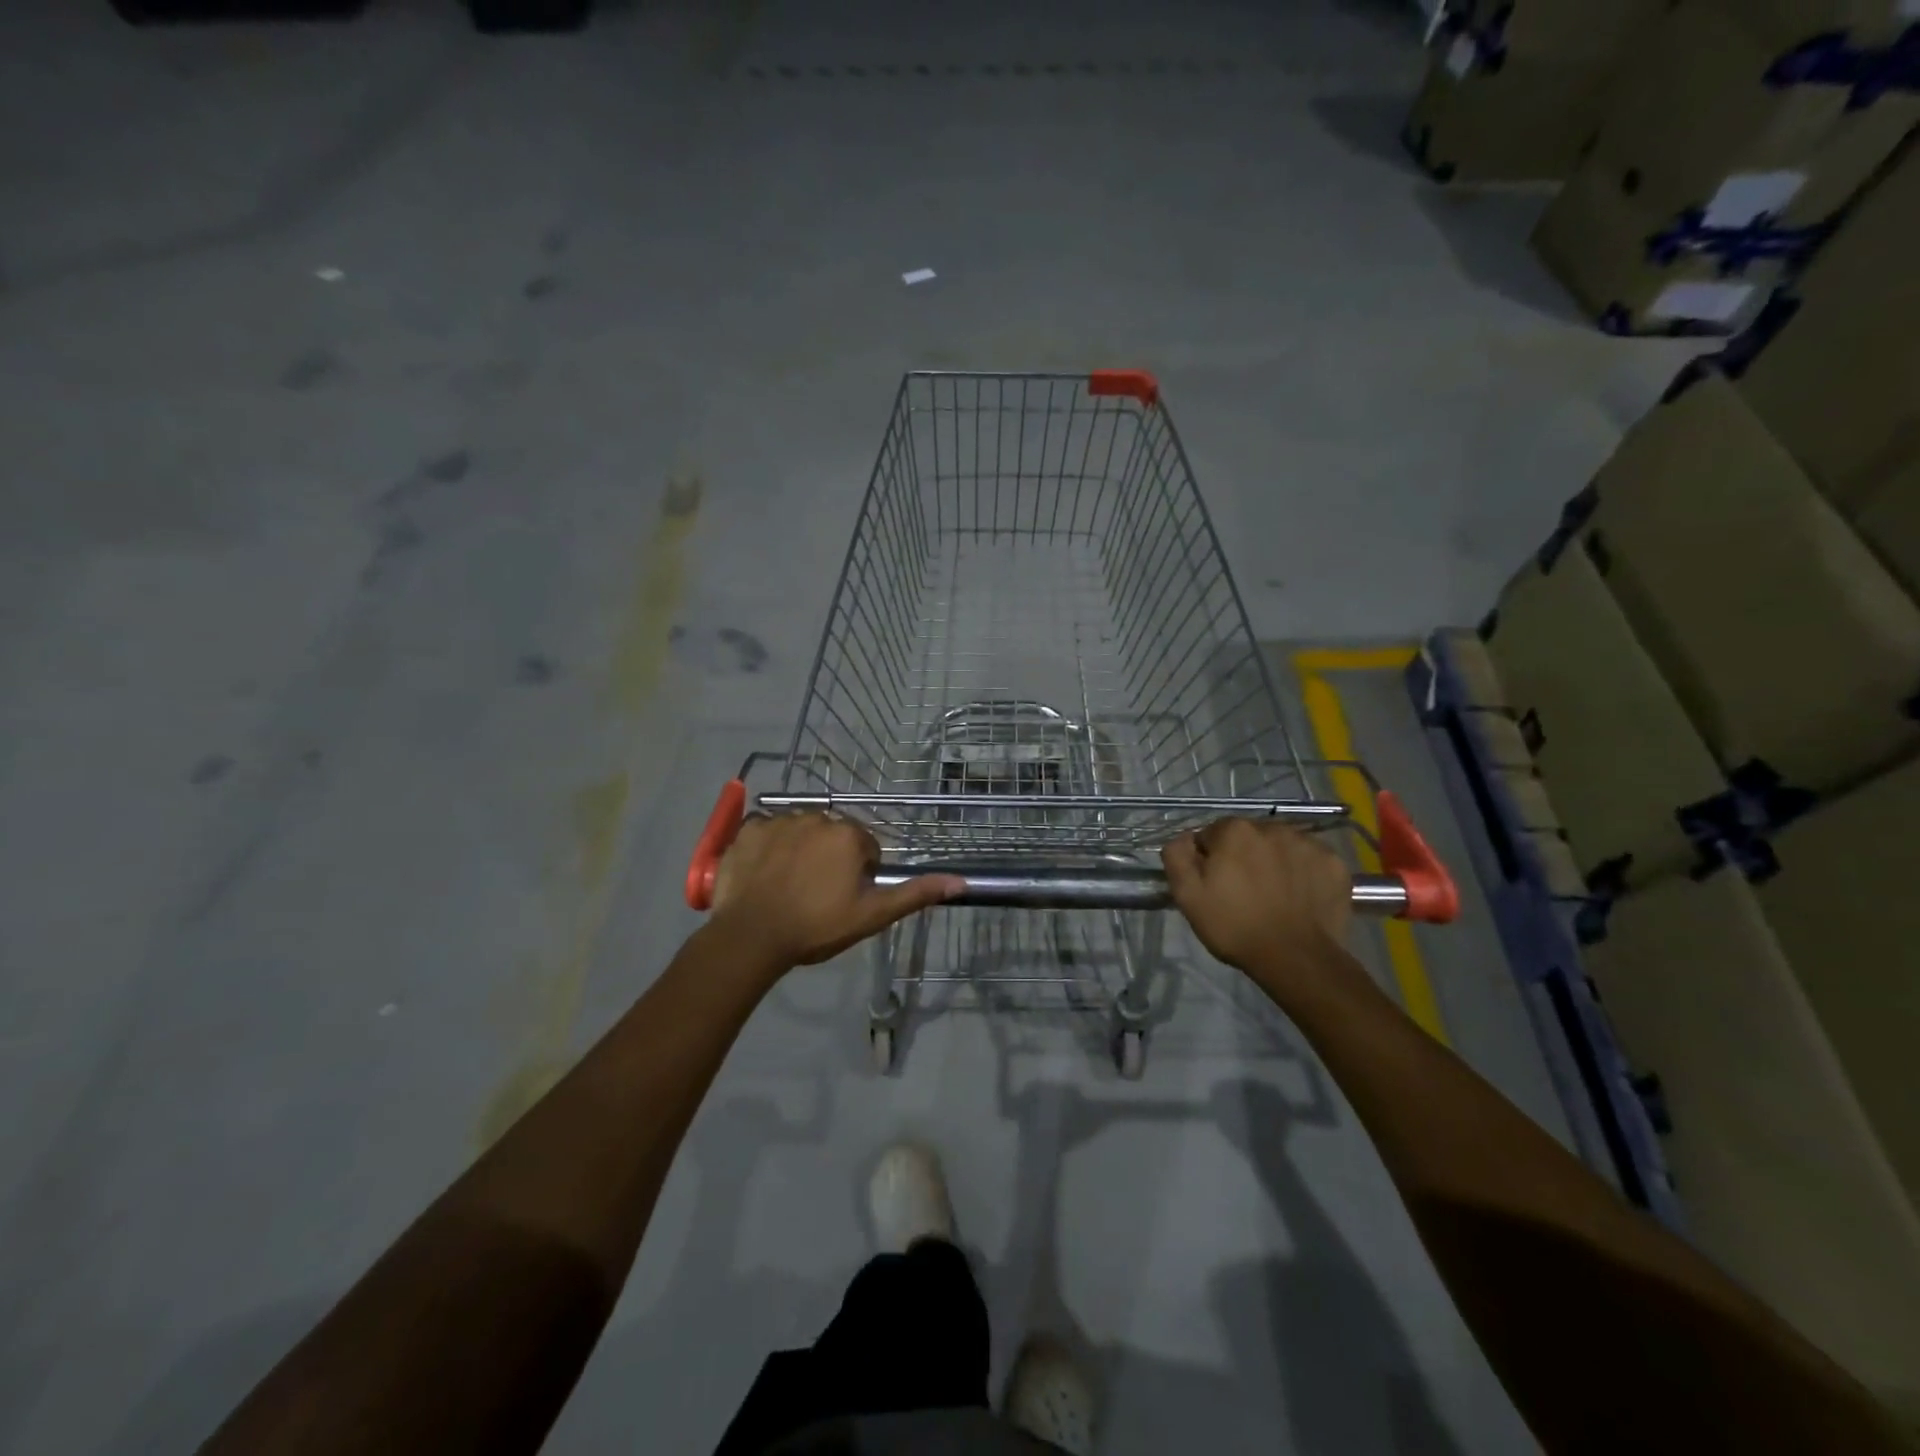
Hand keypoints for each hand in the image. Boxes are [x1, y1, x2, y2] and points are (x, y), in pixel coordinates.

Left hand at [709, 813, 963, 968]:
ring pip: (799, 831)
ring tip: (787, 887)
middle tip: (815, 895)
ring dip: (798, 850)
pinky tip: (763, 874)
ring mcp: (778, 820)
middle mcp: (816, 816)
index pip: (864, 848)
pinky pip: (765, 831)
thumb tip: (961, 881)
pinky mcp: (747, 829)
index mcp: (848, 834)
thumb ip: (915, 894)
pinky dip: (766, 847)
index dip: (857, 875)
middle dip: (828, 858)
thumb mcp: (872, 915)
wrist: (751, 936)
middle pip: (831, 835)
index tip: (842, 899)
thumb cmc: (816, 926)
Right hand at [1161, 819, 1354, 986]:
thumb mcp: (1187, 895)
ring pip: (1280, 846)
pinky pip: (1310, 860)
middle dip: (1242, 856)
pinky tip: (1298, 897)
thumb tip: (1185, 838)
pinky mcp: (1334, 864)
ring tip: (1273, 895)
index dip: (1209, 859)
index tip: (1215, 884)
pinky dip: (1303, 873)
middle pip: (1248, 837)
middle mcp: (1272, 827)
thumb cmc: (1234, 926)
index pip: (1212, 834)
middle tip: (1243, 891)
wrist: (1295, 959)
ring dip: (1273, 861)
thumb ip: (1177, 855)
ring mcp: (1308, 844)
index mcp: (1234, 830)